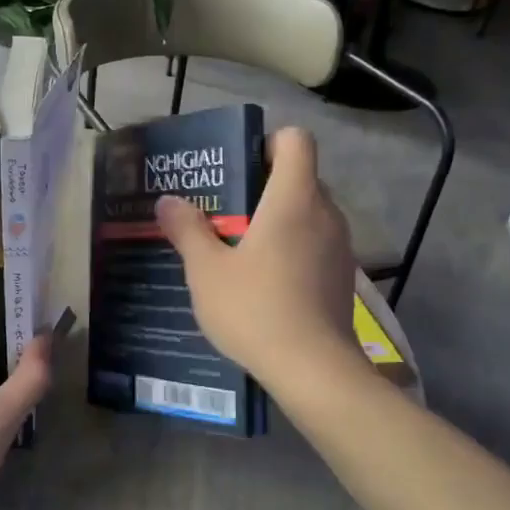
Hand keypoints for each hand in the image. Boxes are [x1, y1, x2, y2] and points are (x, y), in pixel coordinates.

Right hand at [155, 127, 357, 390]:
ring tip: (238, 249)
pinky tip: (263, 282)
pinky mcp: (341, 277)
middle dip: (262, 187)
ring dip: (276, 221)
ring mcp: (340, 246)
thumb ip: (187, 230)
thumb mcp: (207, 271)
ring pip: (307, 214)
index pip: (295, 140)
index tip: (237, 168)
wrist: (313, 369)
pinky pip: (314, 245)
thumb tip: (168, 201)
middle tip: (223, 212)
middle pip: (299, 178)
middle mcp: (325, 213)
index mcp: (293, 199)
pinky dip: (291, 250)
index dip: (267, 143)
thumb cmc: (255, 309)